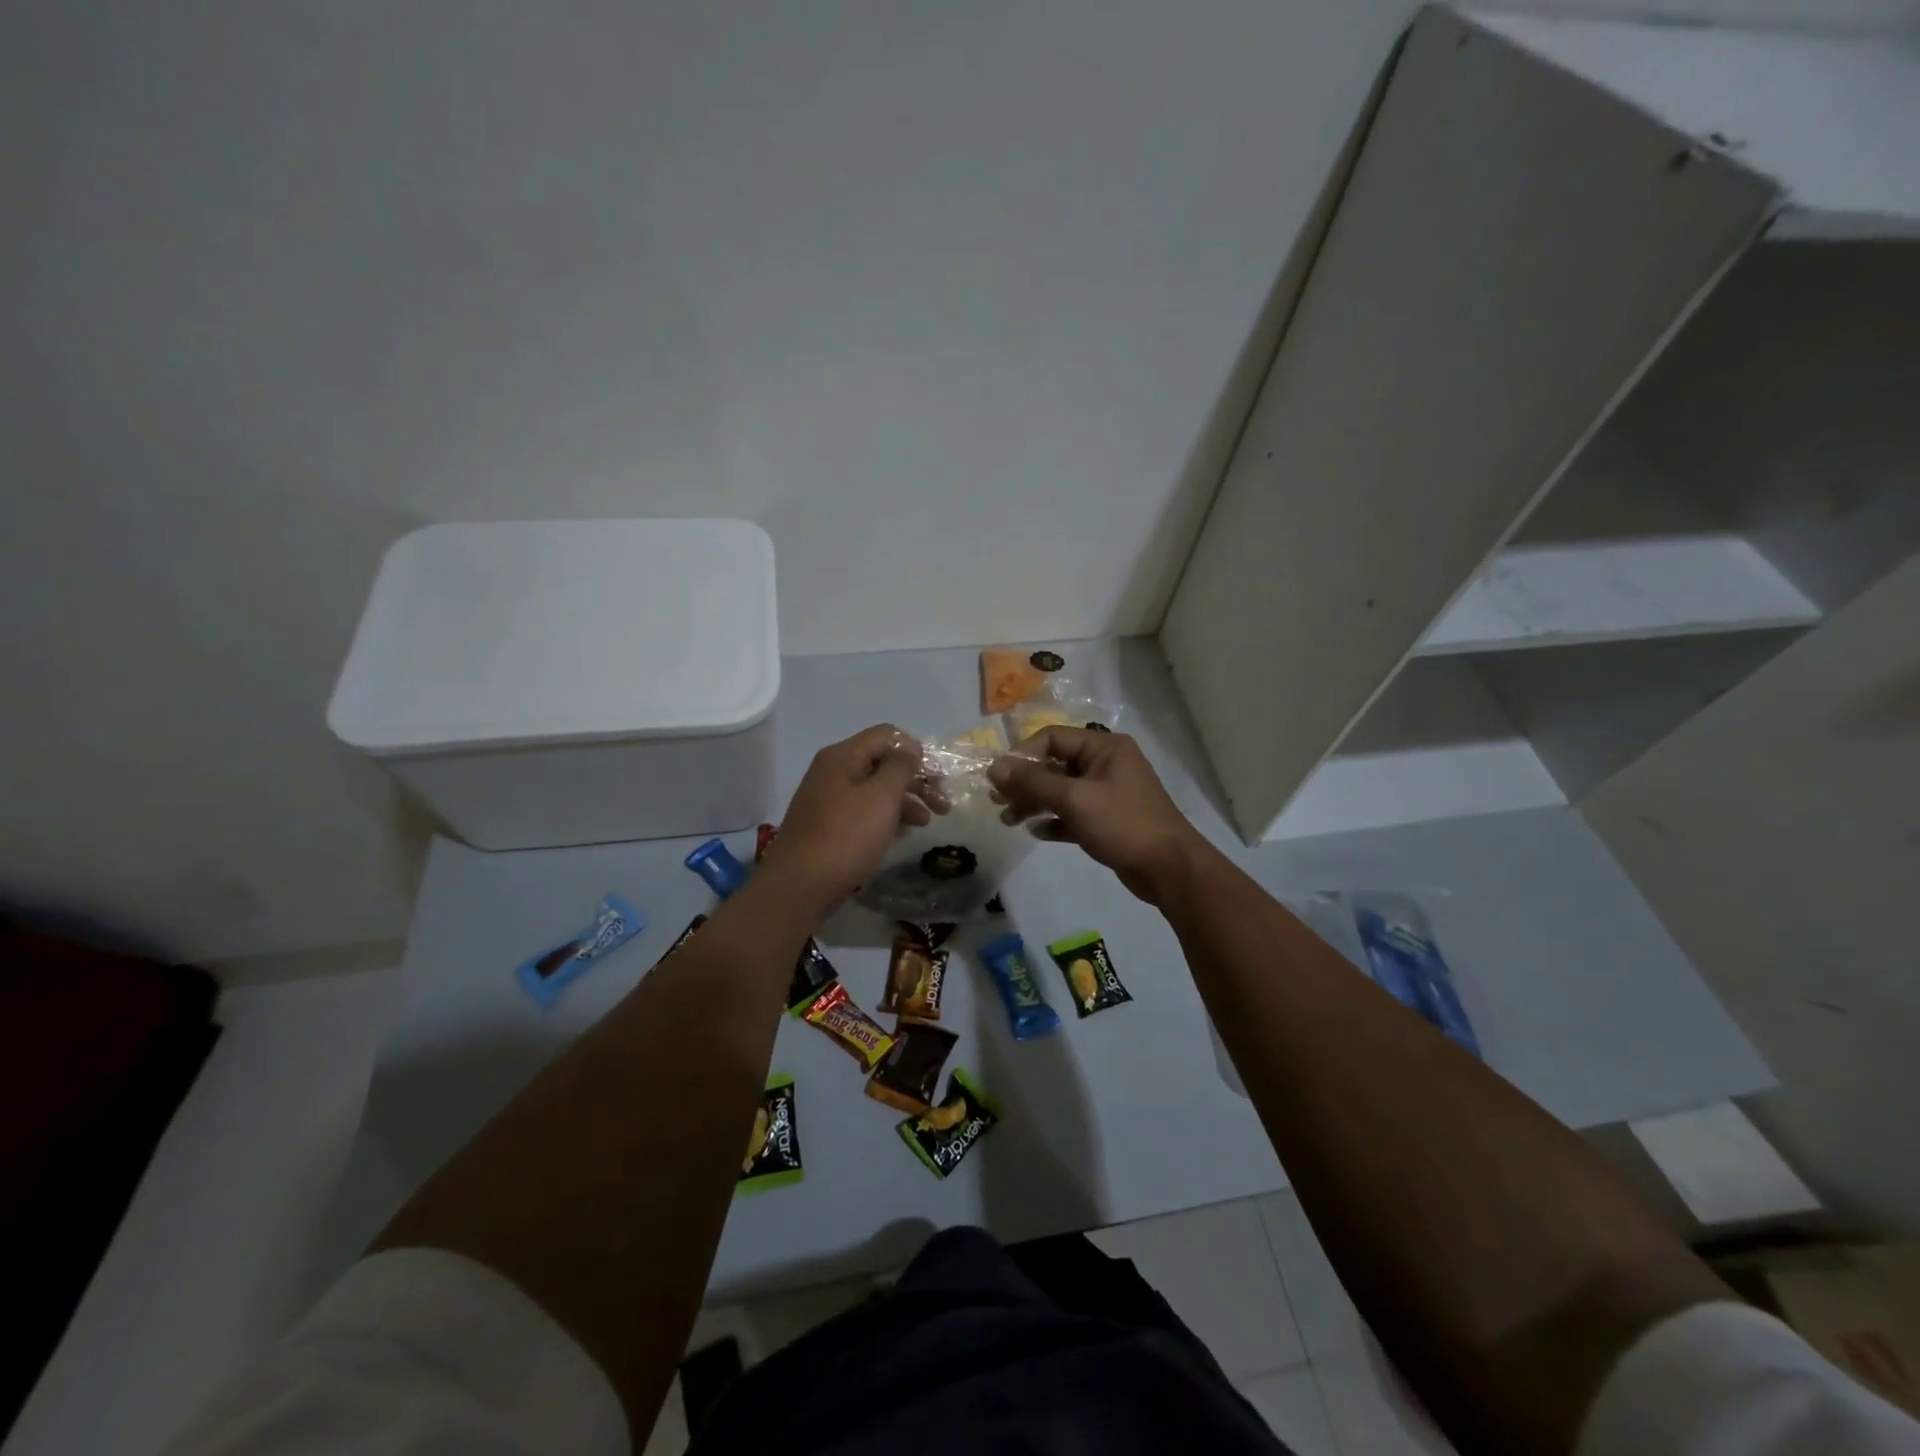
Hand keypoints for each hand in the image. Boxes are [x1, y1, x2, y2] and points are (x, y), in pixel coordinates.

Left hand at [759, 724, 930, 916]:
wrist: (799, 886)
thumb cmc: (847, 837)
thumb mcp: (882, 797)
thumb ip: (901, 766)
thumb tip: (909, 748)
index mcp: (843, 756)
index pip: (887, 735)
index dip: (916, 751)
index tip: (937, 777)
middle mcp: (832, 771)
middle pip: (882, 762)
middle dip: (916, 779)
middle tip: (942, 804)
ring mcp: (826, 798)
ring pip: (874, 789)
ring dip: (904, 800)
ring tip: (926, 823)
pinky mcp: (825, 825)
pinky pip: (862, 810)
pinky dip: (885, 816)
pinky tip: (900, 833)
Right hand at [989, 727, 1205, 904]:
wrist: (1169, 868)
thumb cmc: (1123, 824)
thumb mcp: (1074, 799)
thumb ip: (1033, 781)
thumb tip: (995, 767)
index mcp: (1104, 747)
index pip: (1052, 737)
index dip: (1022, 755)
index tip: (998, 778)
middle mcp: (1106, 764)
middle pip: (1055, 764)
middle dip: (1025, 782)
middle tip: (997, 801)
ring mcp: (1108, 793)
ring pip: (1062, 791)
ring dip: (1034, 802)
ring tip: (1009, 820)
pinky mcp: (1108, 820)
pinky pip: (1073, 813)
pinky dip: (1054, 820)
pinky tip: (1036, 832)